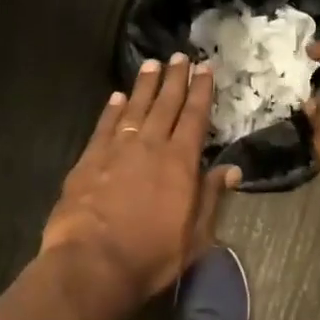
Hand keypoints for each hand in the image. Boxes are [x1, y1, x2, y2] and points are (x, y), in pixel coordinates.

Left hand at [41, 56, 240, 304]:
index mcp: (180, 163)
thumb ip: (210, 197)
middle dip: (175, 79)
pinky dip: (112, 109)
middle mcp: (149, 147)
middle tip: (180, 56)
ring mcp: (116, 150)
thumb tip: (230, 170)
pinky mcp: (88, 160)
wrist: (92, 263)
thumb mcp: (195, 236)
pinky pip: (104, 126)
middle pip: (165, 105)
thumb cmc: (151, 255)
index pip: (194, 118)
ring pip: (134, 108)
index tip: (205, 68)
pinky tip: (116, 97)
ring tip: (152, 65)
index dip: (201, 92)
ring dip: (145, 86)